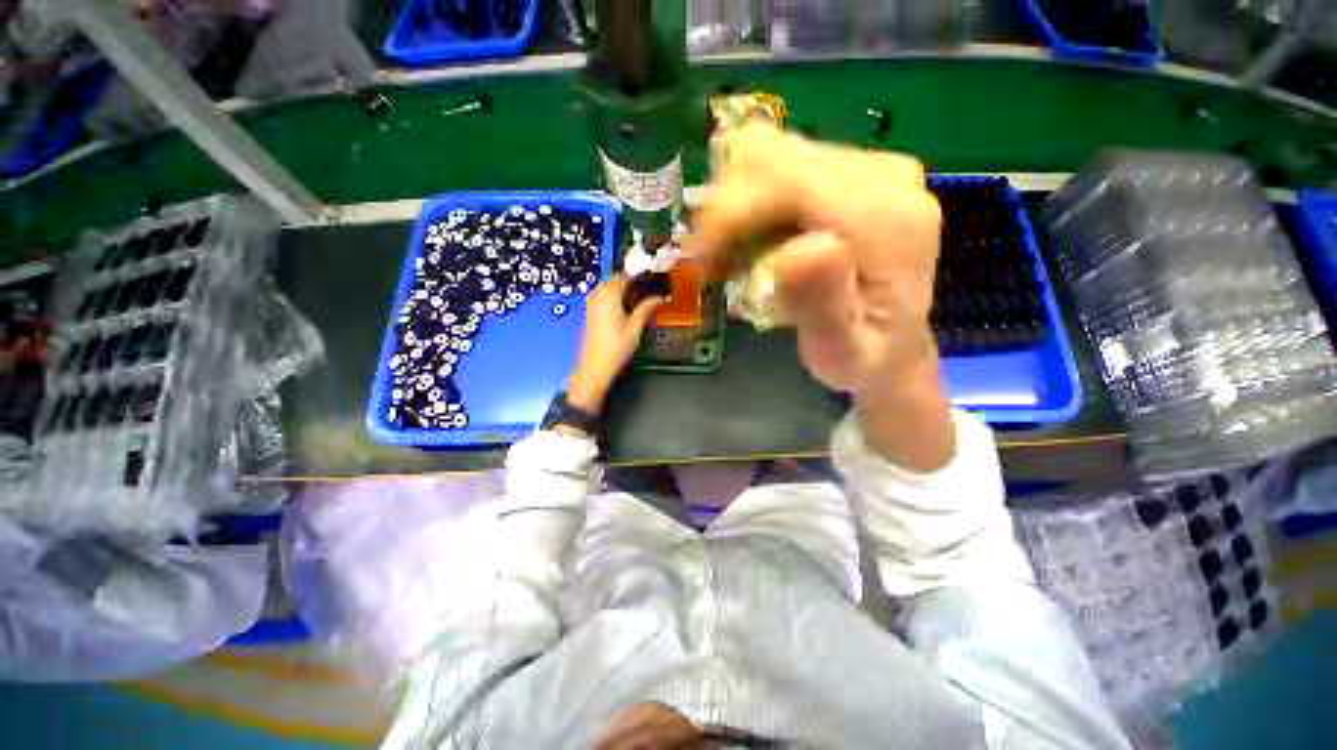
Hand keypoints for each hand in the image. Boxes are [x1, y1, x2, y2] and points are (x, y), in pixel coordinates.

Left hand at [567, 275, 664, 414]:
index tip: (653, 280)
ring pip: (607, 288)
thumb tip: (660, 297)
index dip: (640, 277)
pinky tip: (625, 309)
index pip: (626, 276)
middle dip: (630, 282)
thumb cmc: (617, 346)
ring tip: (638, 300)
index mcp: (610, 293)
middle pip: (615, 280)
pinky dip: (614, 298)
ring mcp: (591, 303)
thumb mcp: (636, 326)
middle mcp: (598, 294)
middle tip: (647, 291)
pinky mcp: (589, 313)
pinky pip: (602, 297)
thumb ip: (647, 308)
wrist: (595, 366)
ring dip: (621, 290)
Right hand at [686, 123, 954, 470]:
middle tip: (715, 263)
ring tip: (736, 258)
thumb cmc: (863, 361)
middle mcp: (886, 177)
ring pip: (772, 157)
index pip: (787, 179)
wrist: (895, 347)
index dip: (731, 211)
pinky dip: (755, 205)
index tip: (702, 259)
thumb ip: (825, 305)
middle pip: (774, 157)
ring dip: (738, 208)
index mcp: (887, 220)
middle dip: (728, 210)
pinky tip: (759, 245)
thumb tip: (798, 248)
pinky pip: (784, 167)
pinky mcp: (857, 172)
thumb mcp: (841, 353)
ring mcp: (874, 167)